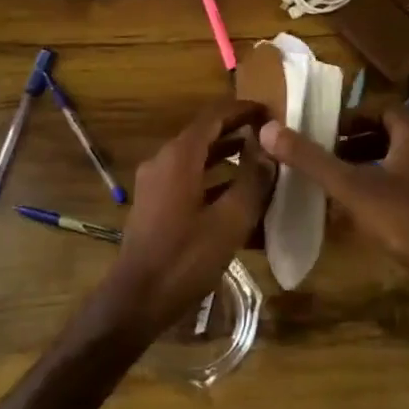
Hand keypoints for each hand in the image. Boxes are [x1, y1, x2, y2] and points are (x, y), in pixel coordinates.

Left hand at [92, 100, 272, 341]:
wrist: (137, 298)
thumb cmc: (186, 258)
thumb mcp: (230, 220)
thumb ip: (252, 181)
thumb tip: (268, 150)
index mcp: (180, 156)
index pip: (214, 115)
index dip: (243, 110)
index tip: (270, 112)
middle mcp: (163, 160)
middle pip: (205, 134)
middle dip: (237, 132)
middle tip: (271, 138)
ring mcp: (155, 182)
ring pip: (197, 158)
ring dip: (227, 157)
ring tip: (260, 164)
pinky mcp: (154, 203)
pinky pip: (188, 179)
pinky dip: (212, 180)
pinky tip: (237, 198)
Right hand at [259, 109, 408, 295]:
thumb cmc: (406, 218)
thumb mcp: (351, 187)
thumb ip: (310, 159)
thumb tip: (267, 129)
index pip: (377, 109)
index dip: (348, 119)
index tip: (322, 134)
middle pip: (386, 134)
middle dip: (354, 144)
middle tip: (325, 158)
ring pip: (397, 161)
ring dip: (368, 167)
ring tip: (337, 184)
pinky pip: (408, 185)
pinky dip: (384, 189)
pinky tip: (364, 213)